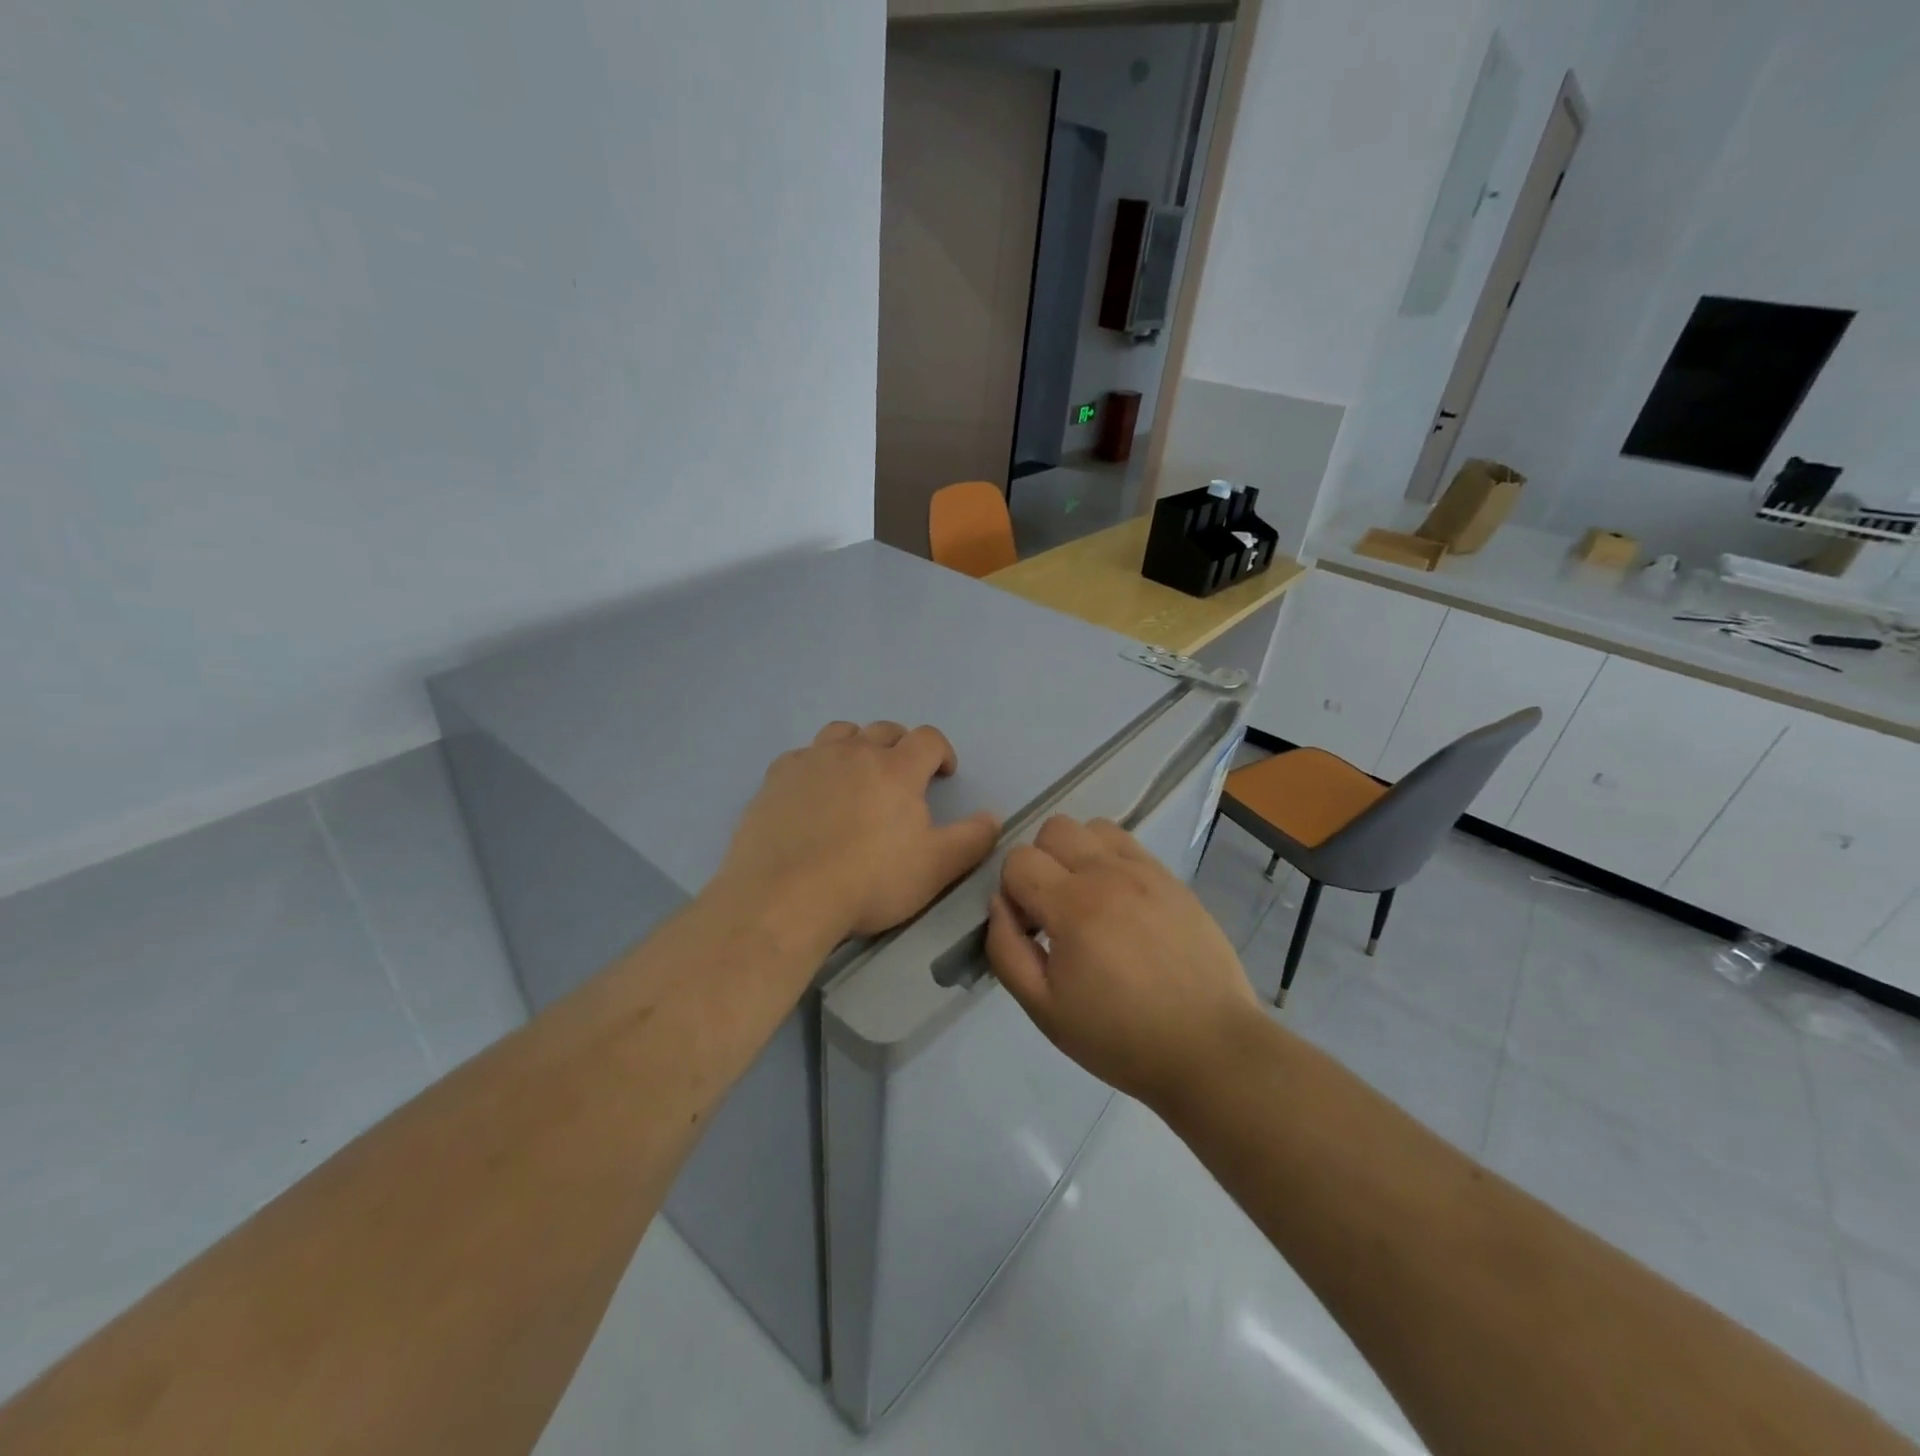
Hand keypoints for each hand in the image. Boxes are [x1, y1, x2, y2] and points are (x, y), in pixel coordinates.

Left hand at [718, 721, 1000, 944]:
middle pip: (885, 730)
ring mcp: (811, 761)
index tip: (943, 775)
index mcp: (896, 768)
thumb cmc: (869, 882)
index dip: (941, 752)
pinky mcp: (776, 778)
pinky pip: (802, 755)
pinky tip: (814, 792)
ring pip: (841, 733)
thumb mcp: (936, 868)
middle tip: (903, 778)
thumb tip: (993, 817)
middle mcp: (854, 752)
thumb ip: (972, 839)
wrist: (785, 897)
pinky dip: (817, 765)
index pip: (928, 739)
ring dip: (858, 746)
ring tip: (858, 775)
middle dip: (901, 747)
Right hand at [986, 816, 1259, 1110]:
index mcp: (1072, 905)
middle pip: (1054, 828)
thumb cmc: (1120, 1037)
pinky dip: (1111, 859)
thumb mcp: (1044, 1009)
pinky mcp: (1172, 880)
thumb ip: (1006, 950)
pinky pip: (1129, 844)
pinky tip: (1121, 902)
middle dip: (1041, 863)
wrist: (1209, 1048)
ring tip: (1088, 900)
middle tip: (1054, 911)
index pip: (1018, 859)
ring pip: (1093, 827)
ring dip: (1077, 853)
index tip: (1030, 930)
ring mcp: (1145, 872)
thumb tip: (999, 904)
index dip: (1012, 892)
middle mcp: (1107, 873)